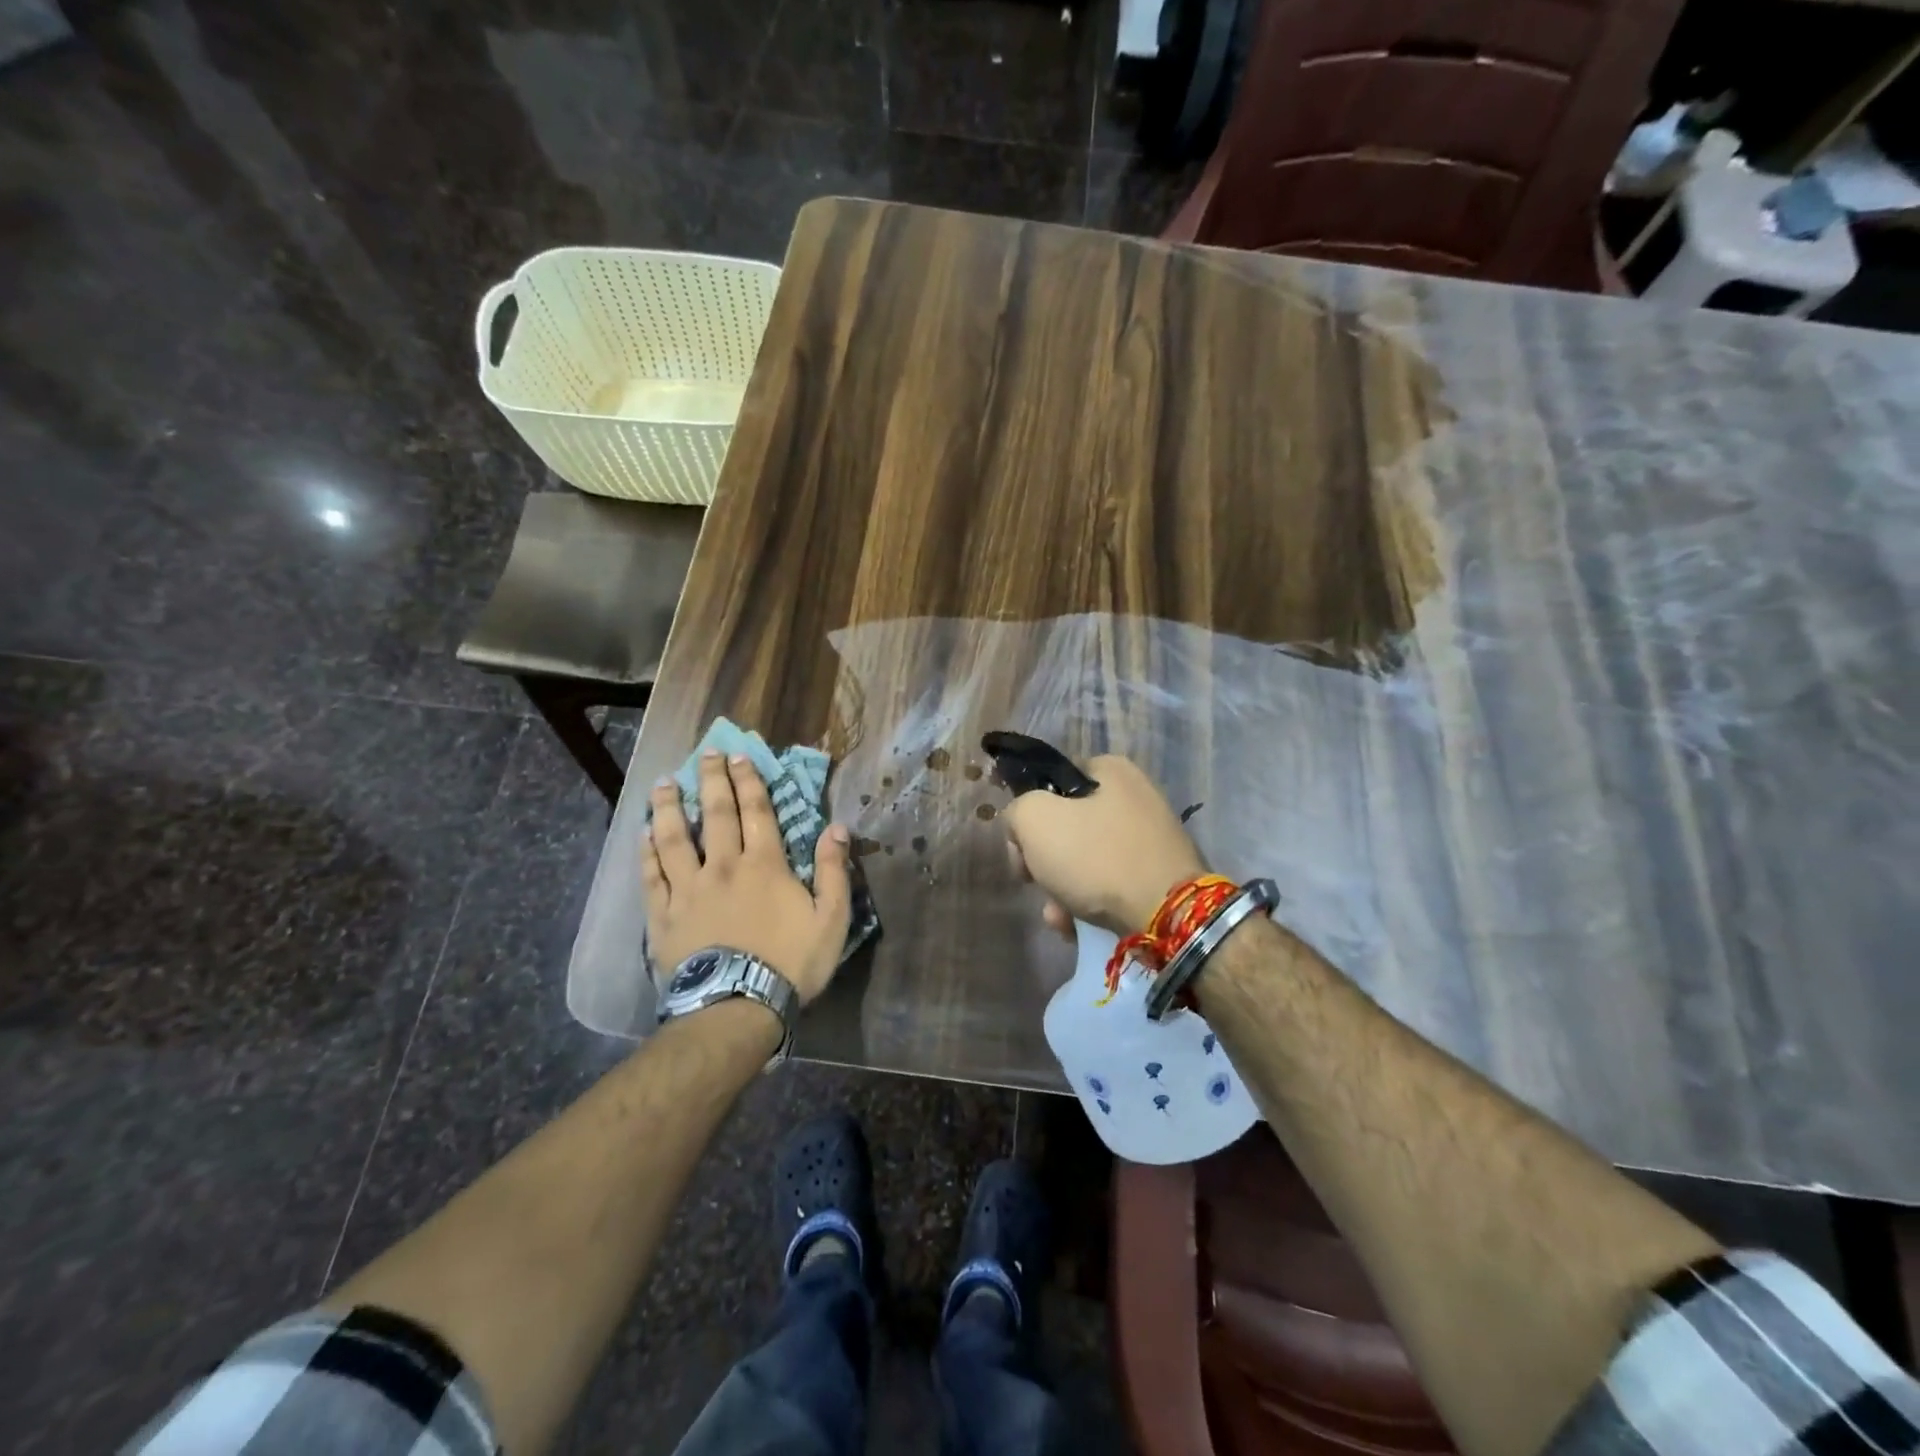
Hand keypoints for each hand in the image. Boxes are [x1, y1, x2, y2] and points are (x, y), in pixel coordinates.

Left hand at [643, 750, 852, 1004]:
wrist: (737, 1007)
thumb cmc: (790, 963)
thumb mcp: (831, 920)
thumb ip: (834, 871)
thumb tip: (837, 827)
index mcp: (764, 865)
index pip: (756, 811)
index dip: (748, 781)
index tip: (739, 756)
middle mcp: (722, 866)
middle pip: (716, 815)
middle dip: (711, 780)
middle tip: (705, 754)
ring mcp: (688, 890)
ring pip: (674, 838)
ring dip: (669, 807)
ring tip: (663, 783)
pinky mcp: (663, 916)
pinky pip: (651, 877)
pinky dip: (646, 853)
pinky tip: (642, 835)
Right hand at [1001, 754, 1205, 936]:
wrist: (1167, 916)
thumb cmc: (1096, 857)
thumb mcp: (1035, 820)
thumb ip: (1017, 811)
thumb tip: (1023, 825)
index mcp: (1111, 770)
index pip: (1052, 782)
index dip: (1028, 814)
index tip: (1021, 847)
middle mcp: (1135, 797)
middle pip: (1067, 825)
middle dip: (1044, 861)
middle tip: (1034, 882)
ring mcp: (1151, 838)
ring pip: (1086, 860)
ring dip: (1061, 889)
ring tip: (1058, 917)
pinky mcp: (1159, 875)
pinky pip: (1110, 883)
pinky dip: (1089, 902)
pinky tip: (1077, 926)